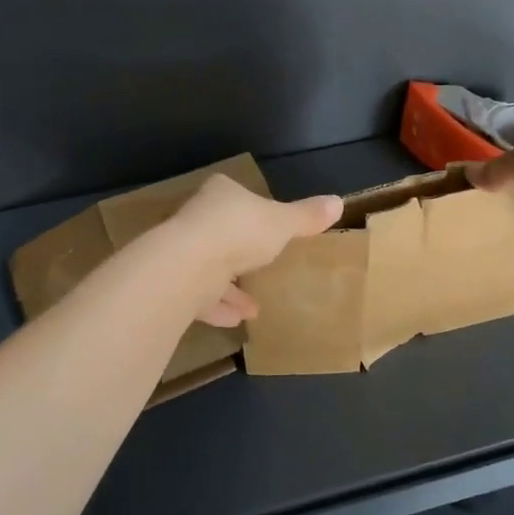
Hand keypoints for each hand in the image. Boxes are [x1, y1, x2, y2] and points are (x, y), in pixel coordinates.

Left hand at [168, 175, 342, 324]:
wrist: (189, 266)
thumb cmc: (240, 231)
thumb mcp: (283, 223)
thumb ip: (307, 216)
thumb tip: (338, 202)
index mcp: (221, 194)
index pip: (235, 195)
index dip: (251, 209)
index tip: (268, 226)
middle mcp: (197, 218)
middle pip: (221, 232)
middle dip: (242, 251)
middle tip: (262, 265)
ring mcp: (183, 251)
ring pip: (211, 267)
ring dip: (232, 286)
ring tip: (256, 305)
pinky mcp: (175, 283)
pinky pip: (202, 296)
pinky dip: (219, 307)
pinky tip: (238, 320)